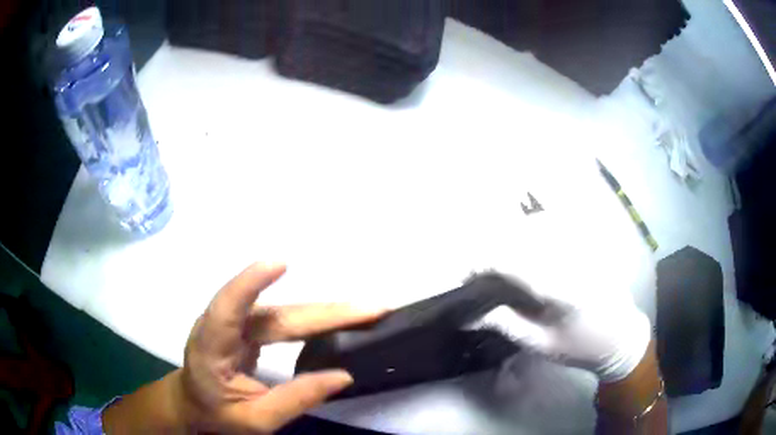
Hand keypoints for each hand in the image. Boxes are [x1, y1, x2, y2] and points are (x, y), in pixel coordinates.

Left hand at [104, 263, 384, 433]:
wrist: (194, 403)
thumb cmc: (216, 413)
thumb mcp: (255, 420)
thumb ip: (295, 400)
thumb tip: (342, 375)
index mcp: (210, 348)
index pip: (227, 308)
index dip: (251, 283)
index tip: (281, 262)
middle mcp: (223, 326)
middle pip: (277, 315)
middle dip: (325, 312)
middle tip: (371, 310)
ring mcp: (237, 323)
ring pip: (286, 314)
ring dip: (327, 313)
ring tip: (365, 312)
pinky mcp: (250, 326)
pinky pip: (286, 318)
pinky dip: (315, 318)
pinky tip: (339, 317)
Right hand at [470, 210, 651, 382]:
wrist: (619, 336)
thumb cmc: (579, 345)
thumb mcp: (539, 344)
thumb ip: (505, 323)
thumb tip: (467, 314)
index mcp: (559, 288)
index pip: (509, 261)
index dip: (479, 263)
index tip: (463, 277)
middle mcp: (569, 257)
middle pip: (519, 235)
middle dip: (490, 249)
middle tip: (479, 273)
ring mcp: (580, 244)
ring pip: (534, 223)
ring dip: (509, 237)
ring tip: (501, 262)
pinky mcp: (587, 240)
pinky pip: (552, 222)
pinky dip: (531, 229)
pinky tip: (527, 246)